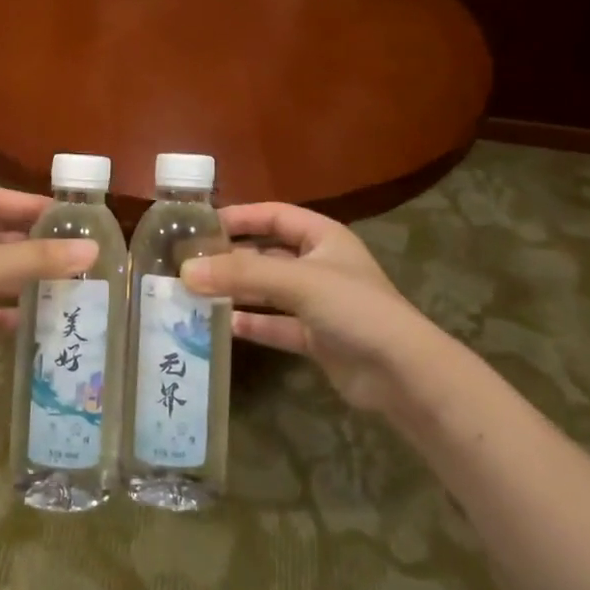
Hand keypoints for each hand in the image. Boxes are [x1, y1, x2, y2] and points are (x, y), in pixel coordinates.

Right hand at [178, 203, 450, 422]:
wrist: (403, 374)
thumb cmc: (354, 309)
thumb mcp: (296, 282)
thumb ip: (241, 274)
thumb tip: (186, 271)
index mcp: (324, 237)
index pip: (274, 215)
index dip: (240, 217)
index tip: (201, 226)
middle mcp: (320, 265)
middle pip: (267, 254)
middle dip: (231, 258)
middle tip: (189, 264)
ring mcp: (318, 304)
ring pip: (268, 291)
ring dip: (237, 292)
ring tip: (196, 294)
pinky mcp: (316, 338)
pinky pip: (276, 325)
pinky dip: (252, 324)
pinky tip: (222, 326)